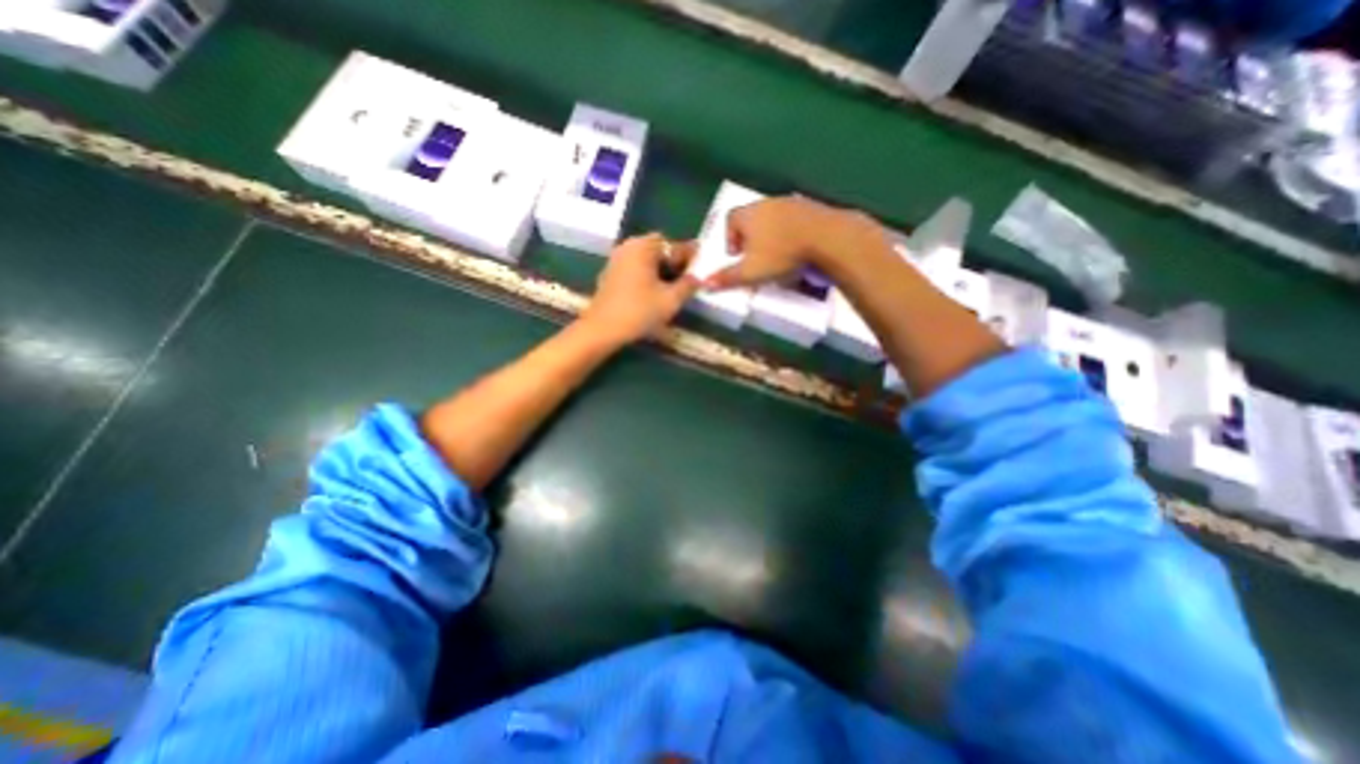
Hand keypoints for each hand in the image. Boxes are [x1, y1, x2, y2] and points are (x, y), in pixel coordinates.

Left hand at [580, 234, 700, 346]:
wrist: (602, 329)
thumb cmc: (639, 311)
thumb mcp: (671, 300)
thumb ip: (688, 285)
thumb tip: (699, 277)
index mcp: (643, 246)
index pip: (673, 244)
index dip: (688, 256)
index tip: (698, 269)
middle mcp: (628, 247)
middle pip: (658, 250)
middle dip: (673, 263)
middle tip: (686, 280)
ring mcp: (616, 260)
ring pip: (645, 260)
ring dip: (659, 271)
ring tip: (672, 289)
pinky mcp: (609, 275)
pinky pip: (634, 270)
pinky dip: (646, 277)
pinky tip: (652, 295)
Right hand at [708, 193, 888, 289]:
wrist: (826, 237)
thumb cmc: (781, 254)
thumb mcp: (750, 272)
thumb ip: (727, 278)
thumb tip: (705, 284)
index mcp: (748, 214)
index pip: (730, 219)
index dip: (729, 238)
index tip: (736, 255)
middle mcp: (767, 203)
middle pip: (751, 217)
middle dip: (750, 237)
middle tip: (755, 257)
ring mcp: (790, 202)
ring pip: (772, 217)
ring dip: (770, 234)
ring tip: (776, 254)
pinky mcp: (811, 206)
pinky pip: (792, 218)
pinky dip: (789, 231)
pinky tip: (796, 247)